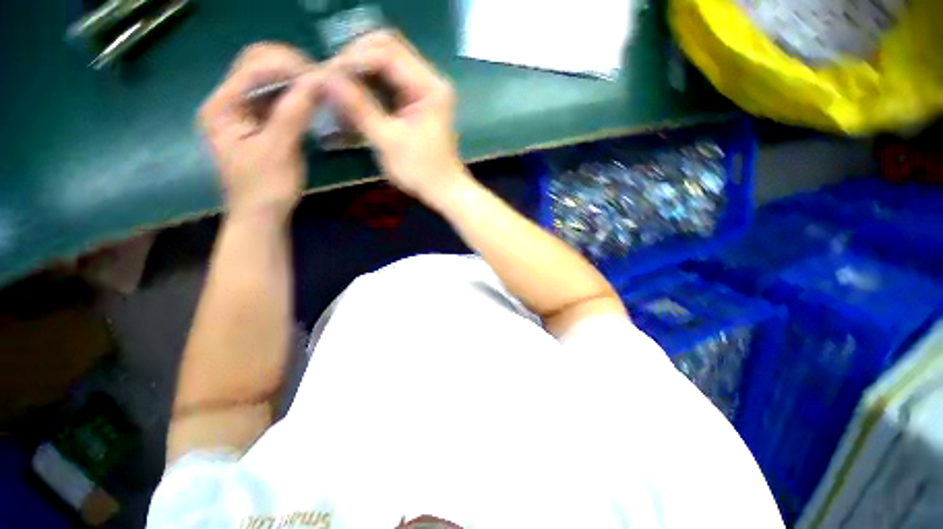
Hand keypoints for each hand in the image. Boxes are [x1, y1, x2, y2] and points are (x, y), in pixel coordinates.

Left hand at [199, 43, 322, 221]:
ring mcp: (242, 110)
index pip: (253, 66)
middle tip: (321, 82)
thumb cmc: (266, 188)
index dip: (287, 66)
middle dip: (290, 67)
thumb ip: (294, 113)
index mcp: (222, 106)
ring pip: (268, 79)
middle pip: (257, 64)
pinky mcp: (258, 121)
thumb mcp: (279, 150)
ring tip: (321, 90)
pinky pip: (276, 96)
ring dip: (295, 80)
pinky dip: (296, 95)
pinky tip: (312, 101)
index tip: (320, 79)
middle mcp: (228, 101)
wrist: (262, 215)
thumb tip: (317, 80)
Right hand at [326, 31, 469, 204]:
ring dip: (361, 72)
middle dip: (355, 60)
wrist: (443, 189)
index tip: (328, 75)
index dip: (354, 58)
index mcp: (429, 87)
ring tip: (338, 87)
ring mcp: (424, 89)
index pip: (387, 52)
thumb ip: (358, 107)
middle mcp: (429, 80)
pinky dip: (370, 85)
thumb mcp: (388, 141)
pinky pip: (389, 81)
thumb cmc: (421, 171)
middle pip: (387, 49)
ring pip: (386, 63)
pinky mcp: (417, 101)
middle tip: (332, 78)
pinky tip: (353, 96)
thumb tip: (325, 78)